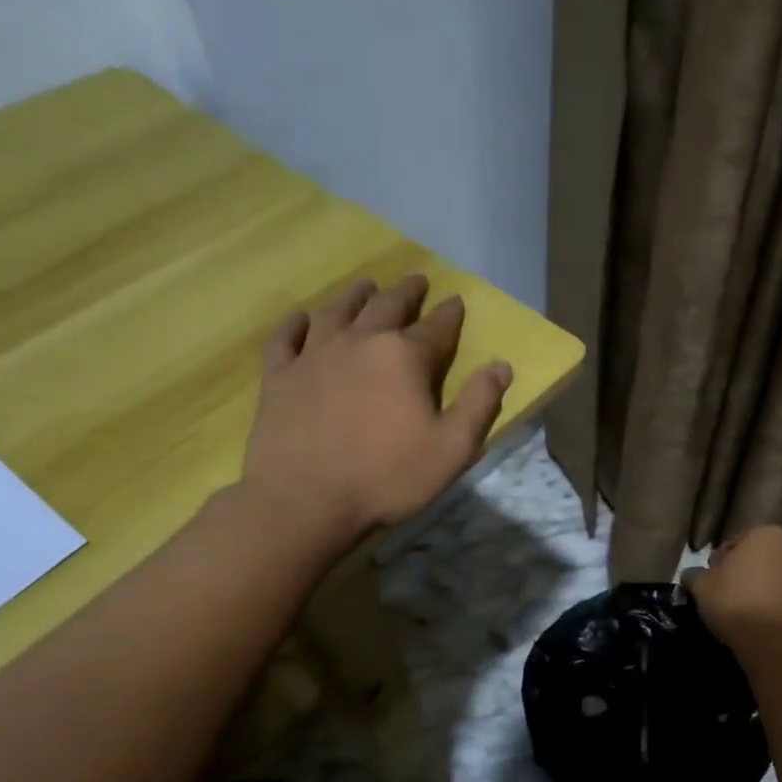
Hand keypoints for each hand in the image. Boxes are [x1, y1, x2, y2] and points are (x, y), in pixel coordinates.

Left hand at [238, 274, 511, 546]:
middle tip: (415, 280)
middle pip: (386, 306)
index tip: (456, 301)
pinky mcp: (279, 376)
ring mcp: (314, 355)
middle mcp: (360, 342)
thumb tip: (501, 366)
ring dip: (355, 295)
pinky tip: (301, 319)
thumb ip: (479, 404)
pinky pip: (286, 338)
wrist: (305, 501)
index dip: (449, 314)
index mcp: (404, 357)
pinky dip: (295, 324)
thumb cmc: (387, 477)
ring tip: (366, 285)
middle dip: (406, 292)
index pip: (436, 327)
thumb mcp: (452, 449)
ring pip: (337, 311)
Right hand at [691, 526, 781, 648]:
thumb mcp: (701, 586)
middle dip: (742, 573)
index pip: (733, 544)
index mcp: (766, 535)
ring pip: (773, 579)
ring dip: (759, 589)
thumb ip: (694, 575)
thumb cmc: (734, 602)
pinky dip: (773, 606)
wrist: (773, 642)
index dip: (718, 563)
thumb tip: (691, 575)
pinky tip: (758, 622)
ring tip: (741, 611)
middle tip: (723, 594)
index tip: (709, 581)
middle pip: (757, 560)